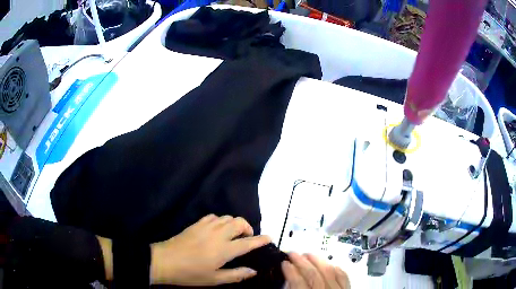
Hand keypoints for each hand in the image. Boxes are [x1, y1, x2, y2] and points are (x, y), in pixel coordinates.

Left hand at [150, 214, 270, 284]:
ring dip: (235, 223)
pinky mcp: (196, 224)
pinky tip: (217, 229)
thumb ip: (236, 275)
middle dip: (248, 228)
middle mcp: (218, 235)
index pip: (248, 242)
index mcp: (224, 250)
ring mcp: (206, 227)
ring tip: (233, 234)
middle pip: (239, 223)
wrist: (165, 261)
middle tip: (247, 238)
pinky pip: (213, 216)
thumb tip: (253, 271)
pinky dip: (220, 220)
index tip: (269, 238)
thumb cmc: (191, 273)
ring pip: (227, 217)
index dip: (261, 240)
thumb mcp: (214, 279)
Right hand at [282, 252, 349, 288]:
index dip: (290, 271)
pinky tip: (329, 264)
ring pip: (329, 272)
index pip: (298, 283)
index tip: (284, 262)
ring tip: (308, 254)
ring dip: (318, 261)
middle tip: (292, 253)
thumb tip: (287, 280)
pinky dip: (335, 268)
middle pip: (313, 274)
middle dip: (301, 262)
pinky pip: (343, 276)